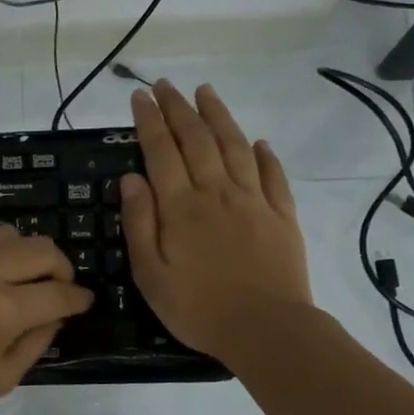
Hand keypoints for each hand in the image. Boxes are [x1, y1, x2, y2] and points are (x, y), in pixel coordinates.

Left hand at [0, 225, 93, 414]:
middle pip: (41, 248)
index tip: (84, 302)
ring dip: (27, 253)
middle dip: (61, 267)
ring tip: (23, 278)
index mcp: (2, 311)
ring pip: (9, 233)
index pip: (59, 293)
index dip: (79, 298)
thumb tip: (55, 314)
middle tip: (59, 288)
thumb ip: (36, 342)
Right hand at [121, 80, 312, 360]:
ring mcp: (253, 201)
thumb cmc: (198, 308)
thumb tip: (132, 178)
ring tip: (206, 92)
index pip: (161, 151)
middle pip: (197, 139)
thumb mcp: (151, 274)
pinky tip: (258, 141)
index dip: (150, 120)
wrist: (266, 329)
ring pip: (234, 146)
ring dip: (218, 116)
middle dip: (178, 108)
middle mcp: (217, 192)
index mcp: (181, 207)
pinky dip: (264, 154)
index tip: (140, 96)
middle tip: (165, 85)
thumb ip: (141, 224)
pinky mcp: (282, 215)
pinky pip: (272, 175)